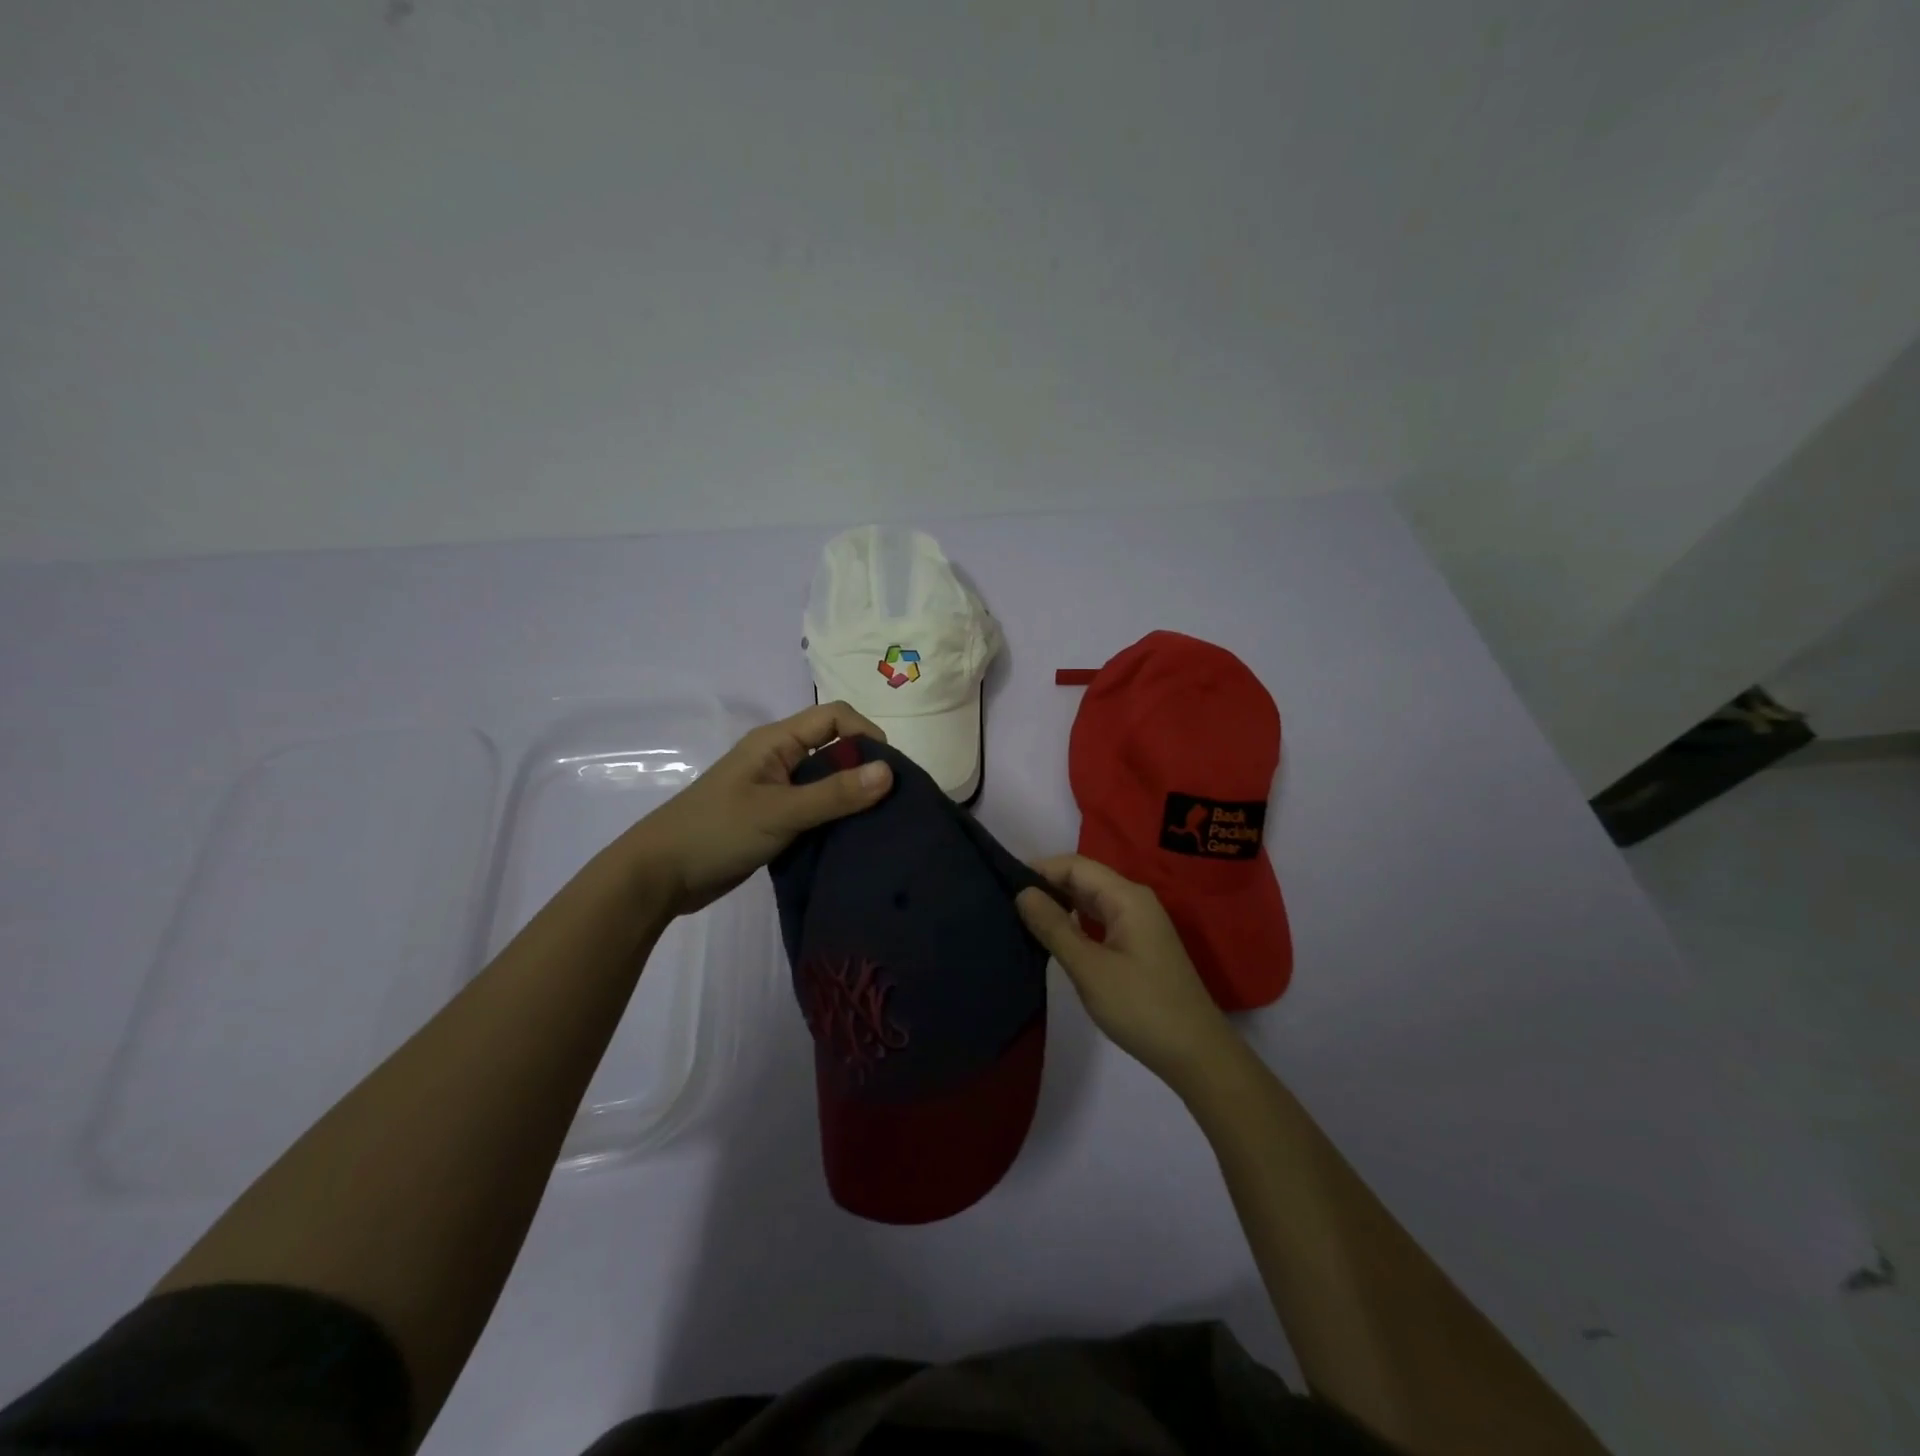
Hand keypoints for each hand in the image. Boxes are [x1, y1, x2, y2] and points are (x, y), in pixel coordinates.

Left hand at [629, 702, 893, 916]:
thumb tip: (890, 771)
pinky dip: (834, 818)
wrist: (659, 876)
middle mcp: (778, 758)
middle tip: (892, 802)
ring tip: (879, 822)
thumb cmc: (717, 832)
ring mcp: (774, 789)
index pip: (834, 717)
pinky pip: (813, 808)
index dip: (866, 734)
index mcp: (775, 741)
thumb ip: (834, 793)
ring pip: (824, 781)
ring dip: (850, 797)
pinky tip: (851, 839)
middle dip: (864, 768)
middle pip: (833, 748)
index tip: (890, 771)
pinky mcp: (772, 818)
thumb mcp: (780, 812)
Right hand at [1016, 854, 1236, 1089]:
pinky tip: (1054, 936)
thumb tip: (1022, 892)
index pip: (1075, 865)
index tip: (1003, 883)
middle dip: (1047, 885)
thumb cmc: (1141, 1007)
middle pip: (1084, 878)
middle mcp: (1135, 901)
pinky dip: (1075, 922)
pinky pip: (1100, 920)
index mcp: (1127, 897)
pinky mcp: (1139, 945)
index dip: (1040, 869)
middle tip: (1006, 901)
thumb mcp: (1089, 968)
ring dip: (1060, 904)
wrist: (1195, 1053)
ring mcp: (1139, 923)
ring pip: (1091, 900)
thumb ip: (1054, 927)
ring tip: (1022, 916)